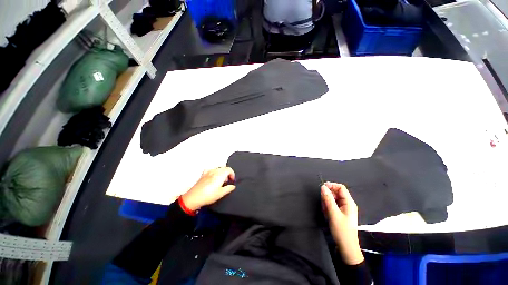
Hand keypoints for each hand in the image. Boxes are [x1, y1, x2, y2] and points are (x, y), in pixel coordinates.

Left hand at [181, 167, 235, 210]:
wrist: (194, 197)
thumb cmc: (207, 196)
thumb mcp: (221, 194)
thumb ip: (229, 188)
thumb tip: (233, 186)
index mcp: (220, 174)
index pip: (229, 169)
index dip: (232, 174)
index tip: (232, 180)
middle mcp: (214, 171)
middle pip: (224, 168)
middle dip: (228, 173)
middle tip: (228, 181)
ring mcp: (208, 172)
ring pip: (218, 168)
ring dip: (222, 172)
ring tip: (221, 180)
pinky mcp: (203, 174)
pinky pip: (211, 170)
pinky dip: (214, 172)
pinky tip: (213, 178)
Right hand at [321, 182, 363, 264]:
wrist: (346, 247)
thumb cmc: (342, 230)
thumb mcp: (333, 214)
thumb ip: (328, 199)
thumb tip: (323, 187)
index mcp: (349, 202)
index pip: (341, 187)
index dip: (331, 185)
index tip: (322, 188)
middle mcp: (347, 204)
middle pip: (336, 193)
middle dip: (328, 196)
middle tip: (323, 204)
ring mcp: (344, 208)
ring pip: (333, 199)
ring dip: (327, 203)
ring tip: (326, 211)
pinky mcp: (340, 213)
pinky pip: (332, 205)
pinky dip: (328, 207)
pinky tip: (327, 214)